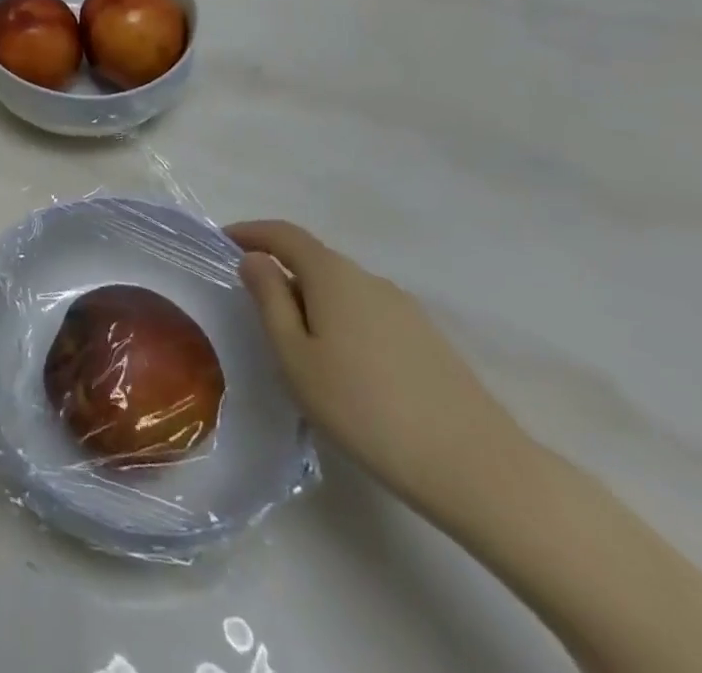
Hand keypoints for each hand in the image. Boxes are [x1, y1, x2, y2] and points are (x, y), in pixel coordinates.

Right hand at [228, 219, 529, 520]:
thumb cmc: (365, 409)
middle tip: (256, 310)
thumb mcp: (295, 357)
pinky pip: (368, 315)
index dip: (250, 232)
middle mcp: (369, 279)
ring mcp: (405, 309)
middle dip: (280, 273)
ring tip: (298, 348)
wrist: (478, 469)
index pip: (283, 234)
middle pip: (314, 260)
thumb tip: (254, 259)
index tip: (222, 241)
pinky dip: (342, 324)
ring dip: (312, 302)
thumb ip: (269, 300)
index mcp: (333, 275)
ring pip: (342, 290)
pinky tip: (345, 370)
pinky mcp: (428, 341)